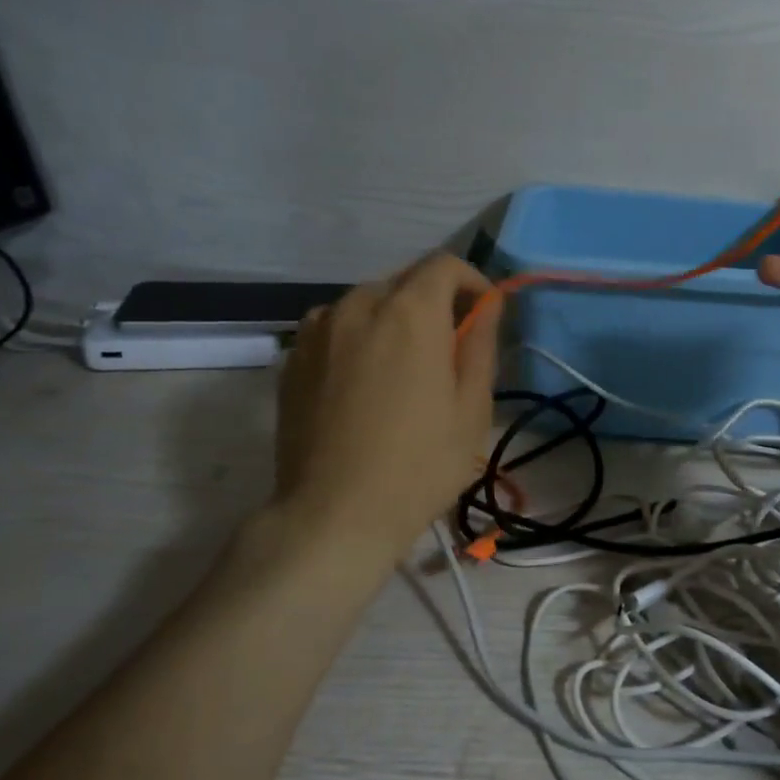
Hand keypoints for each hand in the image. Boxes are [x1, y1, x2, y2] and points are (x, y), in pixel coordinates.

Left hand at [271, 253, 501, 560]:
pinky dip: (358, 337)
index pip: (444, 264)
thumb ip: (480, 343)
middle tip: (449, 348)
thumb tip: (487, 304)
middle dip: (434, 301)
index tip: (483, 316)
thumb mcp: (471, 407)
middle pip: (404, 280)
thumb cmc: (419, 464)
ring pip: (366, 302)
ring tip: (404, 367)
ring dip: (393, 318)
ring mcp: (317, 330)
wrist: (333, 514)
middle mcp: (359, 305)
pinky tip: (364, 382)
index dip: (471, 282)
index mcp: (410, 312)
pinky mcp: (292, 358)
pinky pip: (334, 327)